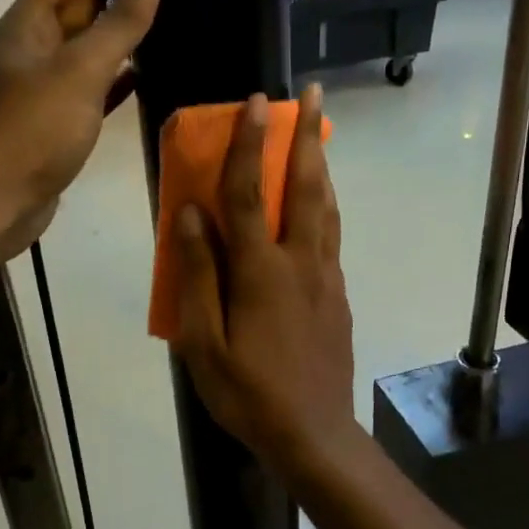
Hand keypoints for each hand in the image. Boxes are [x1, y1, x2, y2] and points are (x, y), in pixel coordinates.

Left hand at [0, 0, 162, 262]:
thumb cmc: (34, 130)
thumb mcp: (80, 70)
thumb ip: (118, 21)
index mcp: (32, 22)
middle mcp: (37, 44)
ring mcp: (49, 82)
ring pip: (90, 38)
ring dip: (119, 17)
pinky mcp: (62, 115)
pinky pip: (97, 81)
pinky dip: (120, 70)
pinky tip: (147, 64)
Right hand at [174, 87, 359, 478]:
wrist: (314, 434)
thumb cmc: (248, 393)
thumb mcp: (203, 342)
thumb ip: (197, 274)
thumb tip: (190, 213)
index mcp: (261, 271)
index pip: (250, 194)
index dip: (249, 145)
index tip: (256, 102)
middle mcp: (300, 263)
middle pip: (305, 187)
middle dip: (306, 136)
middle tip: (312, 94)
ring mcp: (326, 279)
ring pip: (326, 208)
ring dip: (321, 165)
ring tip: (318, 135)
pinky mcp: (338, 296)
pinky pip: (330, 237)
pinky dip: (325, 205)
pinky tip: (319, 204)